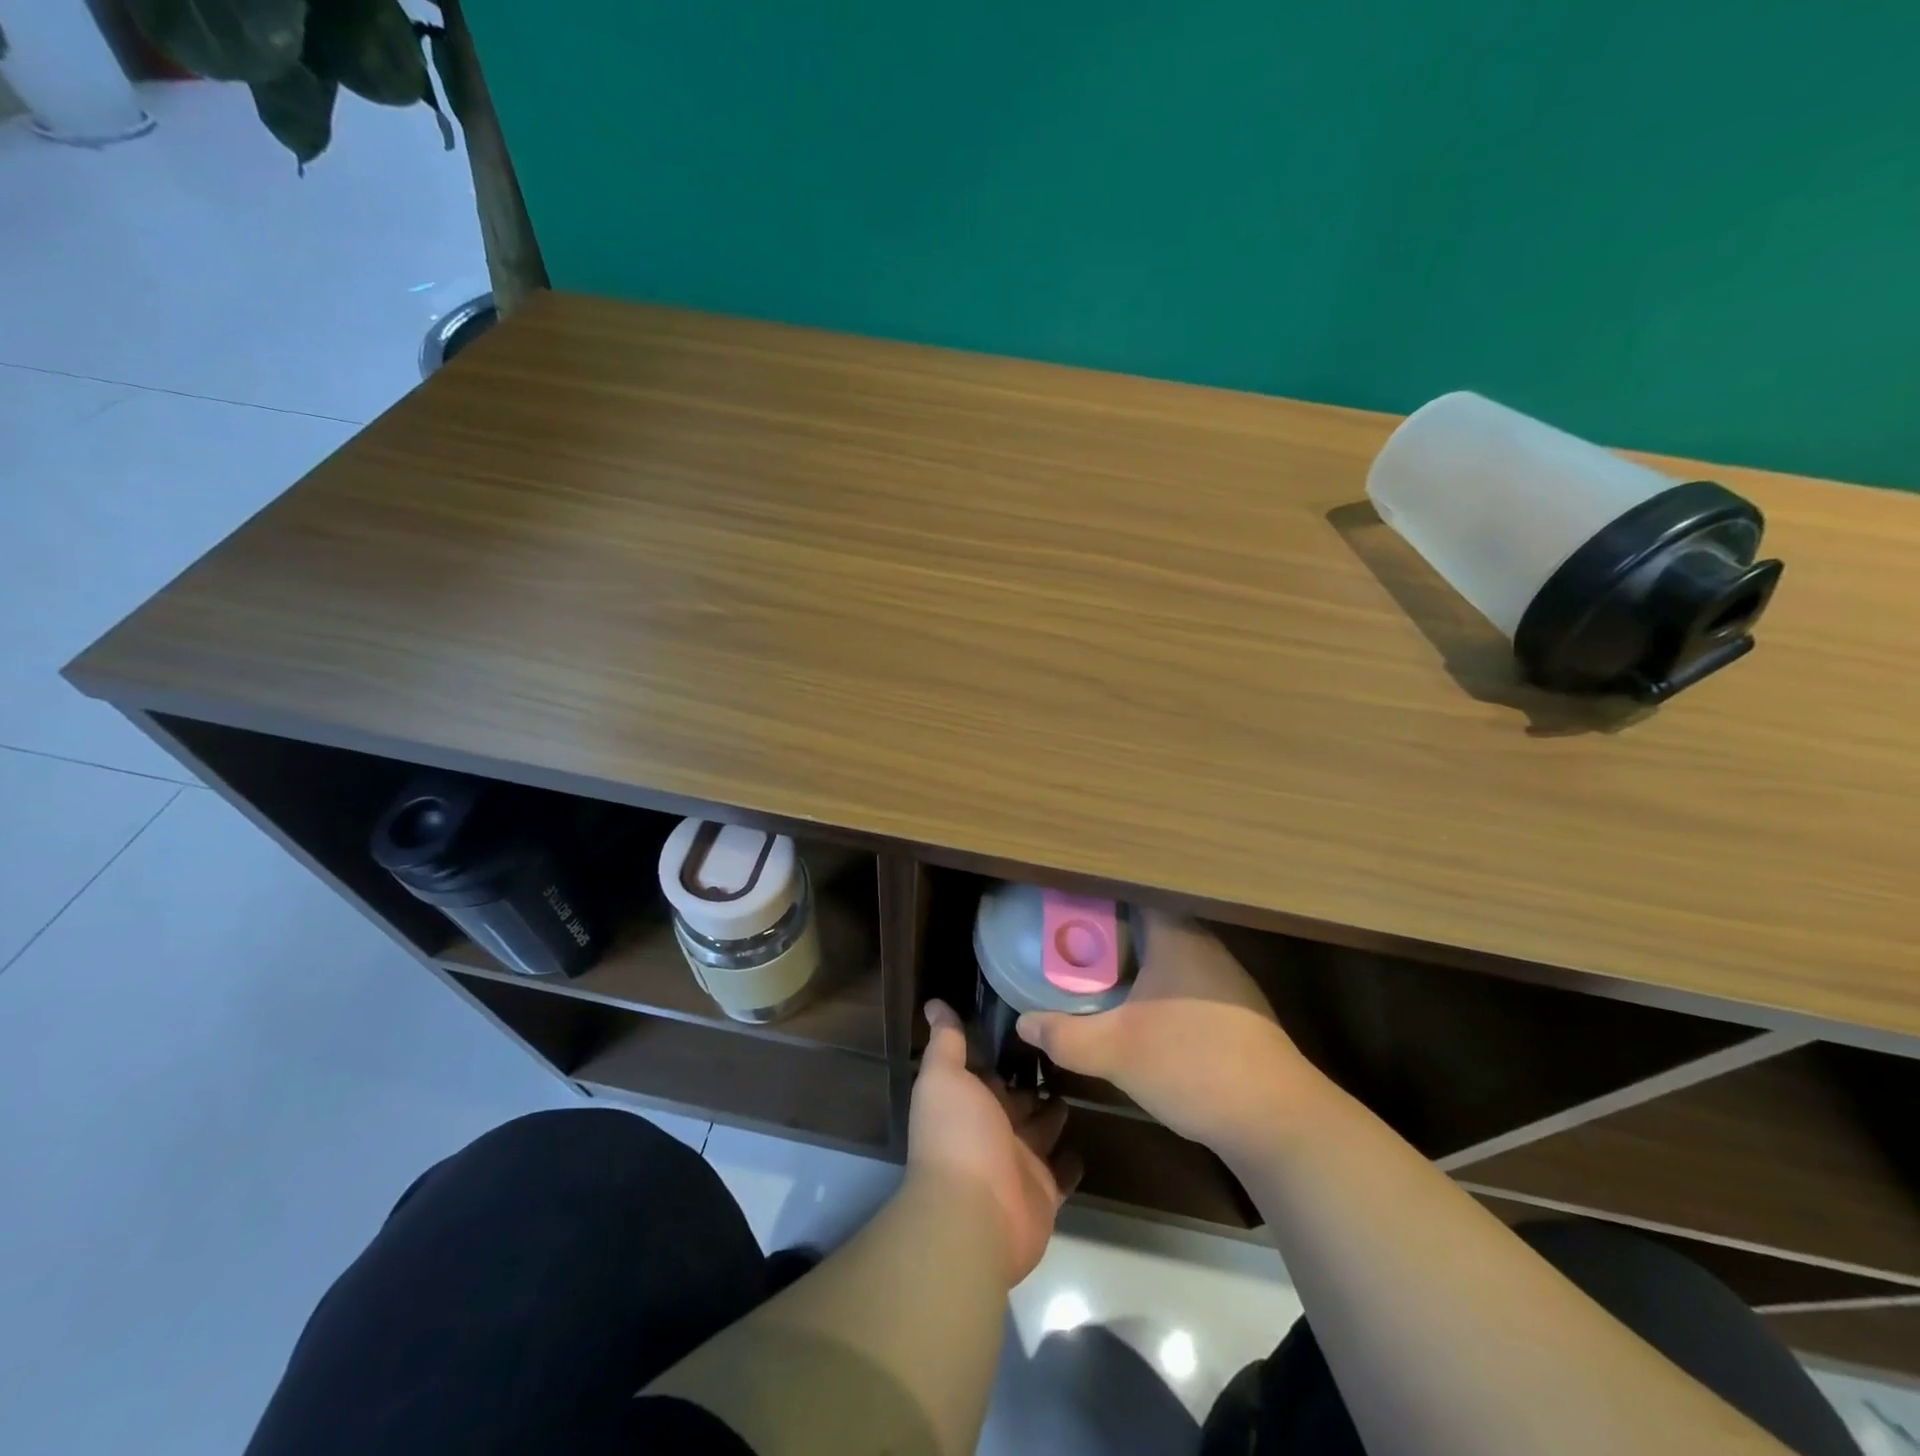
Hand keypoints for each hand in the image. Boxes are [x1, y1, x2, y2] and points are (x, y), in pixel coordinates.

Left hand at [907, 1000, 1080, 1285]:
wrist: (975, 1213)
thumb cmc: (958, 1134)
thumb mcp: (945, 1077)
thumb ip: (946, 1041)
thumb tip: (934, 1003)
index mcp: (968, 1101)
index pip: (988, 1070)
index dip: (1003, 1048)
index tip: (1031, 1020)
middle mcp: (992, 1129)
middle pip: (1018, 1098)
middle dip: (1035, 1078)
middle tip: (1066, 1049)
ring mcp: (1020, 1162)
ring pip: (1042, 1130)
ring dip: (1055, 1113)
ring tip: (1081, 1081)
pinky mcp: (1045, 1191)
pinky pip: (1062, 1173)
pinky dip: (1071, 1161)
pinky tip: (1086, 1142)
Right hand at [1016, 912, 1314, 1158]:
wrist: (1279, 1122)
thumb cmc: (1193, 1065)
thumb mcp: (1116, 1051)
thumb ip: (1065, 1034)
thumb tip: (1024, 1023)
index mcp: (1177, 936)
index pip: (1132, 894)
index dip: (1097, 897)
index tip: (1065, 907)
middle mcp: (1204, 946)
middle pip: (1148, 924)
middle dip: (1109, 933)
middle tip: (1070, 946)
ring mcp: (1226, 979)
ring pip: (1168, 955)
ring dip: (1135, 964)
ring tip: (1096, 977)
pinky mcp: (1238, 1011)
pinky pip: (1185, 982)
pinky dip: (1158, 988)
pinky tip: (1140, 1014)